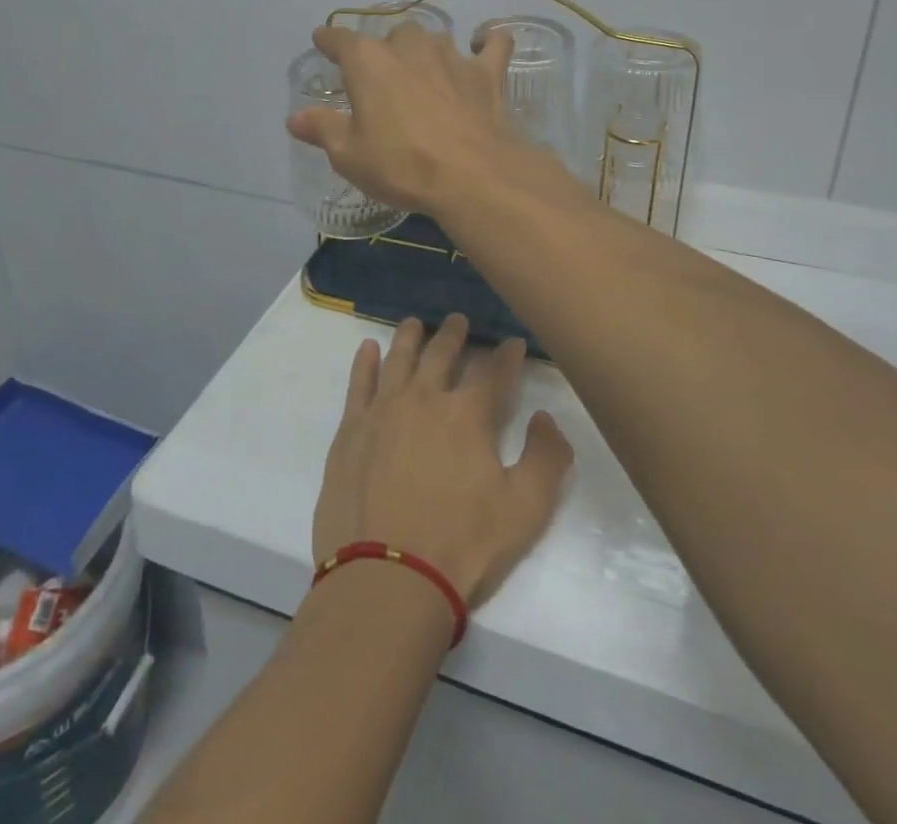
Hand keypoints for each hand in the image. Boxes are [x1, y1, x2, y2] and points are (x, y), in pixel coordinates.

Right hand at [286, 21, 519, 217]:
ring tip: (423, 72)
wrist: (472, 176)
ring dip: (424, 52)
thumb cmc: (401, 165)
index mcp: (368, 61)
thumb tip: (295, 118)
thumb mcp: (349, 155)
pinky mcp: (487, 72)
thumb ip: (322, 129)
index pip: (340, 39)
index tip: (322, 41)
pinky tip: (483, 45)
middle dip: (383, 52)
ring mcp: (452, 55)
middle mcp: (409, 47)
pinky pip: (493, 43)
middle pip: (390, 37)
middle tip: (381, 81)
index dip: (329, 40)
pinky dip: (487, 41)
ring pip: (433, 39)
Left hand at [312, 314, 574, 606]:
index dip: (507, 355)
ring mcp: (382, 411)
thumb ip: (546, 458)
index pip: (493, 372)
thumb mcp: (525, 510)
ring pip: (398, 359)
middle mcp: (424, 399)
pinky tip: (368, 349)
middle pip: (441, 354)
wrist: (386, 577)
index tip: (514, 342)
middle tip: (458, 319)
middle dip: (454, 334)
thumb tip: (545, 418)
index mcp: (467, 415)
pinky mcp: (351, 430)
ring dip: (410, 337)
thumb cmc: (461, 546)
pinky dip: (365, 363)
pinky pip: (358, 384)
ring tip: (415, 323)